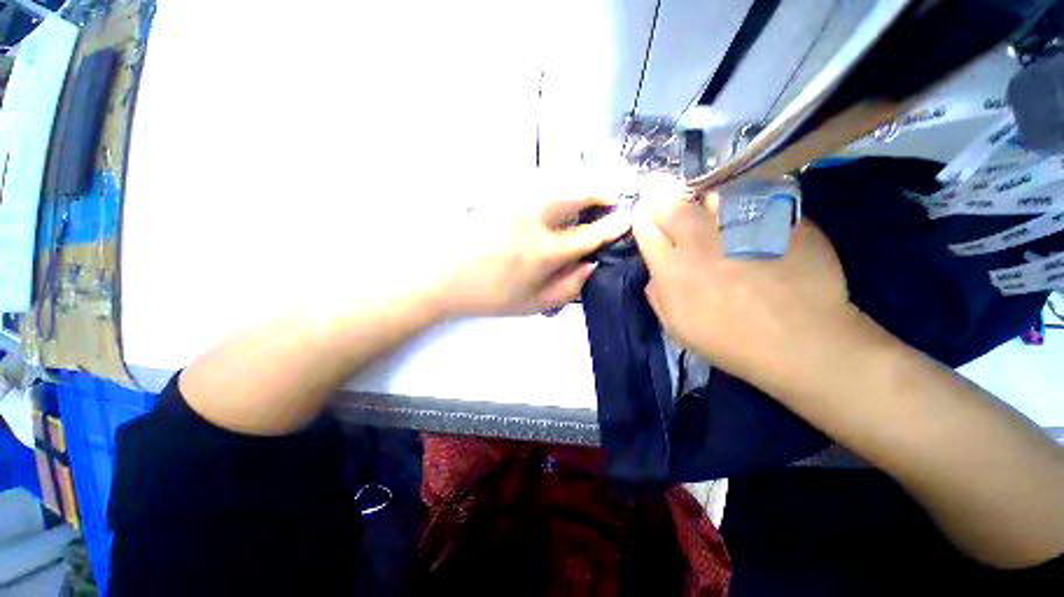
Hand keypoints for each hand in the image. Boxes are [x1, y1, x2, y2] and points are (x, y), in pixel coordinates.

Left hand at [432, 195, 630, 316]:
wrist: (441, 276)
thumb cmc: (489, 296)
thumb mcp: (533, 304)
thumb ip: (569, 287)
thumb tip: (593, 265)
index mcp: (544, 252)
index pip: (590, 234)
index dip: (613, 226)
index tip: (627, 219)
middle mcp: (534, 219)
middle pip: (577, 194)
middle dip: (601, 193)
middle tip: (611, 199)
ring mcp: (515, 201)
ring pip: (558, 184)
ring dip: (579, 189)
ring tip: (587, 201)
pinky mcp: (501, 194)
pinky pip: (538, 185)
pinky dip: (556, 189)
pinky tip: (555, 203)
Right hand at [631, 193, 848, 383]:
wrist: (800, 340)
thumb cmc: (730, 341)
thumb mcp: (677, 329)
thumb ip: (658, 298)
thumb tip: (654, 277)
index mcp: (671, 267)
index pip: (645, 228)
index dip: (643, 221)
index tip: (646, 221)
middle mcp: (699, 240)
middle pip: (671, 205)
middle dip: (663, 202)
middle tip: (668, 206)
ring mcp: (739, 225)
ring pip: (710, 195)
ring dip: (702, 200)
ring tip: (707, 209)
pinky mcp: (776, 219)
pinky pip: (752, 197)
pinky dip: (744, 202)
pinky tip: (747, 216)